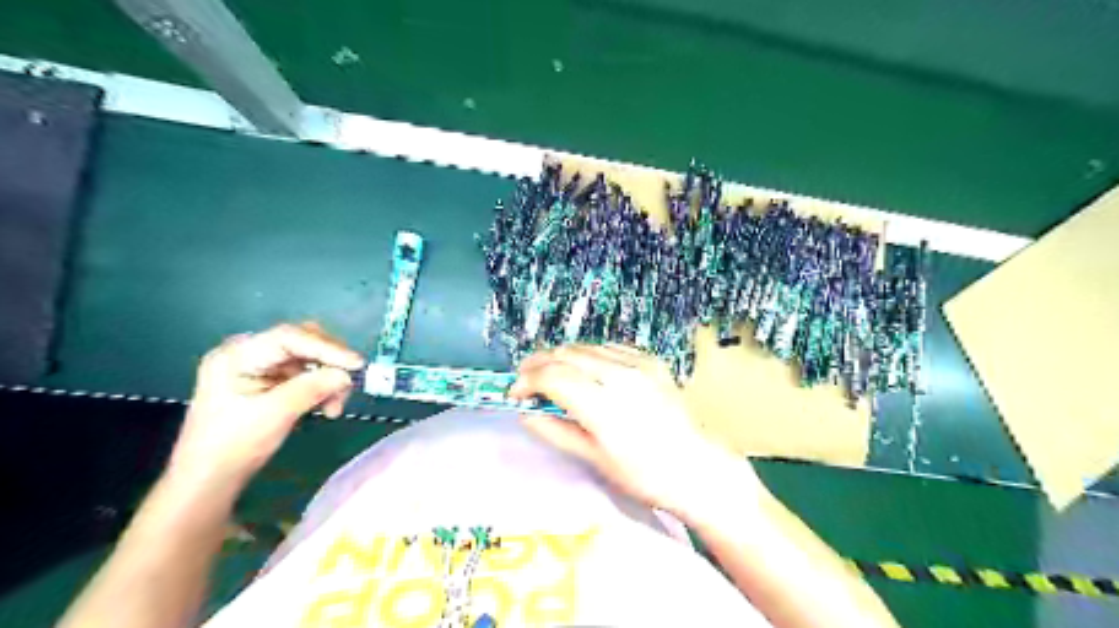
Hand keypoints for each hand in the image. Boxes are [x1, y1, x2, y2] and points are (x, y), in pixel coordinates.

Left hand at [168, 323, 362, 490]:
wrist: (207, 481)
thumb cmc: (232, 446)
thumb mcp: (274, 415)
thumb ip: (311, 389)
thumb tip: (346, 375)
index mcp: (237, 355)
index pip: (290, 338)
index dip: (327, 348)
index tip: (357, 364)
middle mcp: (248, 353)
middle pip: (302, 342)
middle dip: (330, 362)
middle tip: (348, 385)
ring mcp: (259, 367)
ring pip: (309, 359)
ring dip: (329, 379)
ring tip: (335, 406)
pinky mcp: (269, 382)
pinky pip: (306, 374)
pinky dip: (321, 388)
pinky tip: (327, 407)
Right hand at [511, 343, 764, 513]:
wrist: (697, 467)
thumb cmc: (645, 475)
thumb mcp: (595, 459)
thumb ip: (555, 431)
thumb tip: (525, 413)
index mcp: (603, 406)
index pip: (552, 376)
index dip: (526, 381)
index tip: (515, 393)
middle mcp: (620, 376)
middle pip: (565, 353)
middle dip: (538, 363)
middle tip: (525, 380)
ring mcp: (638, 364)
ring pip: (585, 346)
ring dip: (562, 357)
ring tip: (551, 374)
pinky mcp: (651, 360)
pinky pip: (609, 347)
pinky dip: (589, 354)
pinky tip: (585, 370)